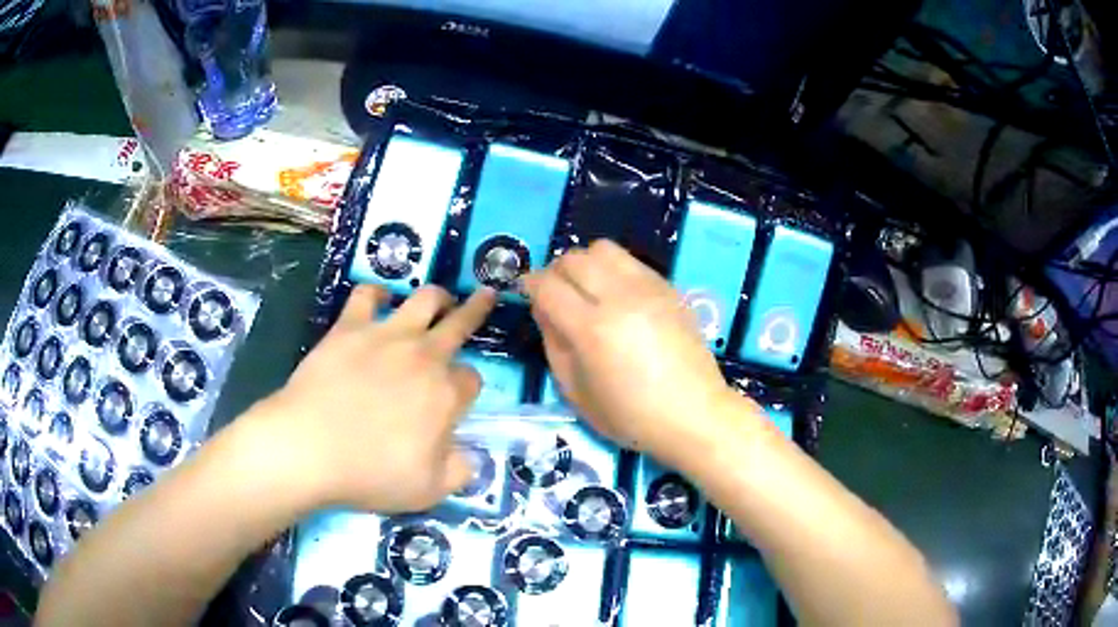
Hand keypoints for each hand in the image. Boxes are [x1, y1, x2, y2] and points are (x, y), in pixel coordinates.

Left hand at [253, 284, 496, 512]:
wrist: (309, 447)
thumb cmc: (370, 473)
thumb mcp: (429, 490)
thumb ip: (459, 470)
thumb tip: (469, 455)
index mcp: (445, 395)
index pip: (470, 379)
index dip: (467, 386)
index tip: (457, 397)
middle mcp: (423, 357)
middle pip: (460, 324)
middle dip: (477, 310)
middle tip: (486, 294)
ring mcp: (385, 336)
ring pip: (424, 299)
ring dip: (437, 295)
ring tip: (441, 296)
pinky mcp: (349, 327)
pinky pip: (367, 295)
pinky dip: (377, 294)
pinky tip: (379, 298)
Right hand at [523, 240, 751, 466]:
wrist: (693, 414)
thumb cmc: (630, 416)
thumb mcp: (576, 393)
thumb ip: (553, 345)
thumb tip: (544, 309)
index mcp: (591, 329)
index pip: (547, 285)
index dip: (529, 284)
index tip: (527, 292)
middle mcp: (619, 297)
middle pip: (573, 259)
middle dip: (555, 271)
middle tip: (556, 293)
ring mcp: (648, 288)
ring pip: (603, 249)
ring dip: (585, 263)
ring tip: (588, 289)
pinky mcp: (669, 287)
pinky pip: (631, 261)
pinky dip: (613, 269)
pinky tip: (618, 296)